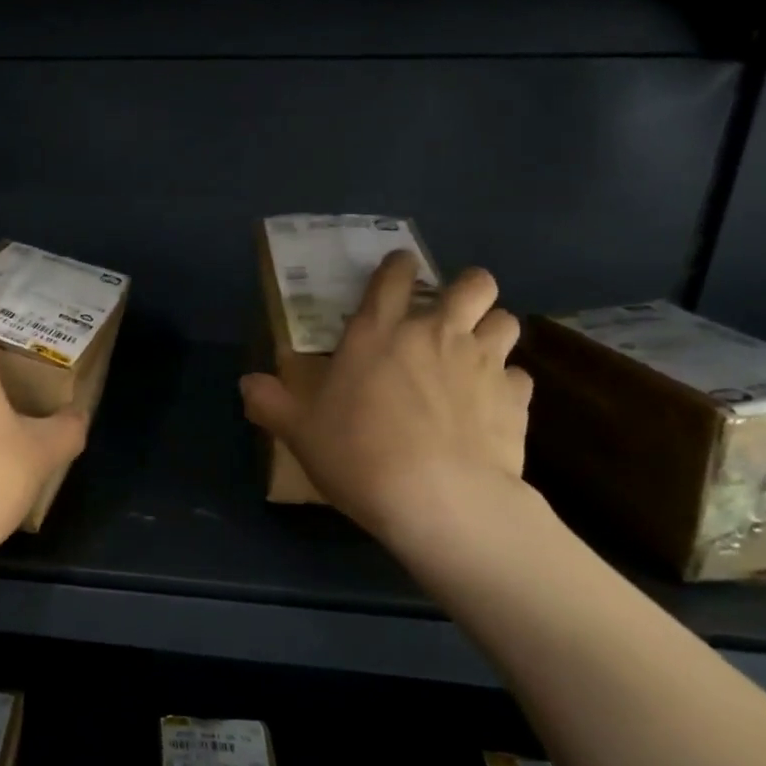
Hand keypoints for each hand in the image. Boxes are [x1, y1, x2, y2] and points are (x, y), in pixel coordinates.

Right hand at [240, 252, 533, 554]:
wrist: (437, 499)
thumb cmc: (358, 454)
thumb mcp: (299, 431)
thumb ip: (270, 402)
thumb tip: (246, 383)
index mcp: (379, 332)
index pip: (394, 276)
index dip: (398, 266)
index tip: (399, 272)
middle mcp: (435, 333)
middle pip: (473, 283)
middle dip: (467, 289)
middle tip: (450, 314)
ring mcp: (481, 362)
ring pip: (506, 320)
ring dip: (492, 330)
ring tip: (475, 355)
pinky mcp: (515, 398)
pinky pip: (519, 376)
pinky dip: (506, 385)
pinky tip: (491, 406)